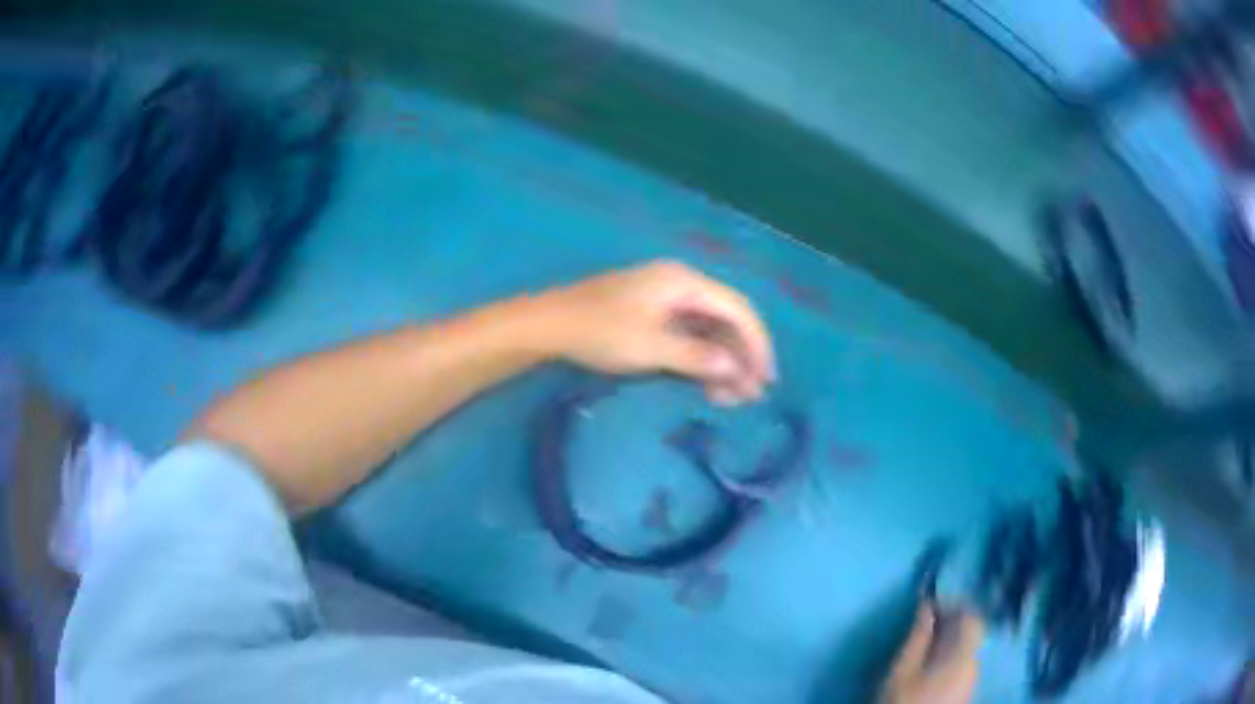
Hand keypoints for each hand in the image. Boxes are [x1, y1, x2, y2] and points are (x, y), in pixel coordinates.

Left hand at [542, 260, 775, 404]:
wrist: (547, 326)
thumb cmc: (599, 332)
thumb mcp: (651, 347)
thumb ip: (698, 357)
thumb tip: (736, 369)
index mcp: (684, 282)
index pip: (737, 309)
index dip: (757, 344)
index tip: (766, 379)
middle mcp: (679, 284)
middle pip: (725, 319)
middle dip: (740, 358)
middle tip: (750, 396)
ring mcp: (663, 299)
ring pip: (707, 331)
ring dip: (721, 363)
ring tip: (729, 399)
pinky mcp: (650, 315)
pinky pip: (687, 335)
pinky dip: (699, 360)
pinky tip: (705, 386)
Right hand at [880, 604, 982, 703]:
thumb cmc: (905, 702)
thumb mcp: (903, 670)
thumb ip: (918, 637)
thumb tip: (926, 605)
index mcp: (965, 656)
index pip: (973, 618)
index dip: (955, 604)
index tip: (932, 602)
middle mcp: (976, 664)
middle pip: (972, 633)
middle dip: (950, 622)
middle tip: (925, 619)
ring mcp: (972, 680)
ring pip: (967, 648)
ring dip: (949, 638)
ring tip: (924, 639)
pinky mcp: (964, 692)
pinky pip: (963, 663)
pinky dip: (950, 654)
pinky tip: (930, 660)